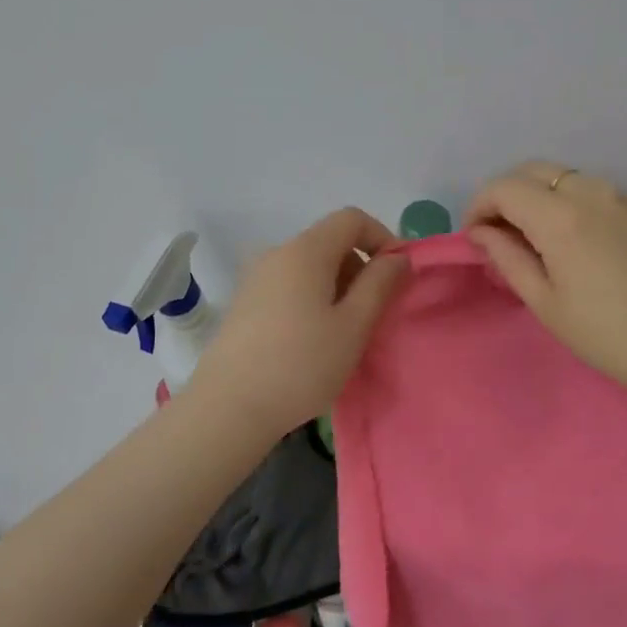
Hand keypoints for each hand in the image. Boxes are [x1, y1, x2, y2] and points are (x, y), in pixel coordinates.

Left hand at [187, 207, 407, 436]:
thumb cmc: (302, 364)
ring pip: (310, 267)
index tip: (397, 276)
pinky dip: (313, 299)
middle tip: (374, 313)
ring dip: (338, 287)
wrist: (229, 407)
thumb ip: (380, 284)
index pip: (351, 219)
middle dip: (360, 268)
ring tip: (345, 332)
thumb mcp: (353, 325)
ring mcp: (255, 278)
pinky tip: (313, 340)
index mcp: (305, 250)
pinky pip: (290, 286)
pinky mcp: (244, 303)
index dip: (382, 238)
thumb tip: (397, 257)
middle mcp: (276, 253)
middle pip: (330, 242)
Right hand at [464, 161, 626, 399]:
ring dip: (539, 195)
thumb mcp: (546, 303)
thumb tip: (482, 232)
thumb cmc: (607, 335)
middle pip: (534, 171)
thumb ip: (508, 258)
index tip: (474, 236)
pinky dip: (570, 202)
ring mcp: (624, 198)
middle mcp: (592, 193)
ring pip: (566, 177)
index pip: (505, 187)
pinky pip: (595, 191)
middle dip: (506, 194)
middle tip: (498, 233)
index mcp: (562, 217)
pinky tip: (574, 240)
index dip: (479, 205)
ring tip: (534, 237)